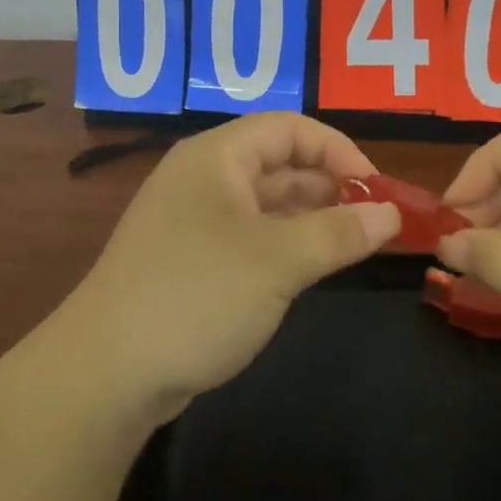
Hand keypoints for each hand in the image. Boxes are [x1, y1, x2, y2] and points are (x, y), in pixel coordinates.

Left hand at [61, 113, 400, 422]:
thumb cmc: (197, 294)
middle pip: (278, 163)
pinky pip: (251, 237)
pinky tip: (313, 267)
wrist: (108, 372)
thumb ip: (339, 233)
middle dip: (329, 185)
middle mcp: (204, 178)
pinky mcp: (192, 261)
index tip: (376, 188)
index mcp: (216, 156)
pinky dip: (286, 244)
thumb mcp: (278, 260)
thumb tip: (392, 213)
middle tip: (375, 220)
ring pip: (266, 204)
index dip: (337, 149)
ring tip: (356, 243)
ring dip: (311, 217)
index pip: (288, 128)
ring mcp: (194, 221)